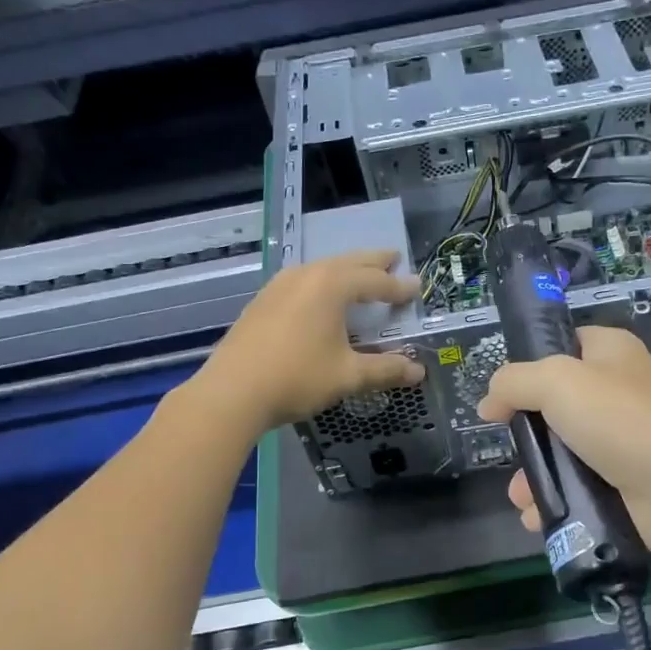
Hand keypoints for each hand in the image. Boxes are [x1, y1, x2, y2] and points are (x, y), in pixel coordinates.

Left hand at [193, 250, 425, 434]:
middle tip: (394, 257)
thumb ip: (385, 369)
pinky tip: (319, 296)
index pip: (375, 281)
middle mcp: (306, 275)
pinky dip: (321, 282)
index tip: (417, 287)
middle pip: (347, 262)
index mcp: (331, 285)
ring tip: (360, 274)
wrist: (233, 392)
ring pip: (321, 268)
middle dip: (373, 262)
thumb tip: (418, 371)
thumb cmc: (297, 378)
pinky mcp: (262, 301)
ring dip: (345, 269)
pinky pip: (302, 281)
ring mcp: (279, 286)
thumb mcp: (347, 375)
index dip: (398, 286)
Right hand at [475, 326, 650, 555]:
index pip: (563, 346)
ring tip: (522, 496)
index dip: (529, 365)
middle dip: (526, 434)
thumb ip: (513, 383)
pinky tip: (537, 515)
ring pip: (561, 452)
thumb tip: (489, 403)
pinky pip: (576, 487)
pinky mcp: (622, 482)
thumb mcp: (555, 382)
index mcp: (610, 353)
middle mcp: (616, 392)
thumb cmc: (618, 419)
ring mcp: (620, 440)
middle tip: (513, 448)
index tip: (503, 393)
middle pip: (555, 406)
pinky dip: (554, 501)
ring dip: (533, 475)